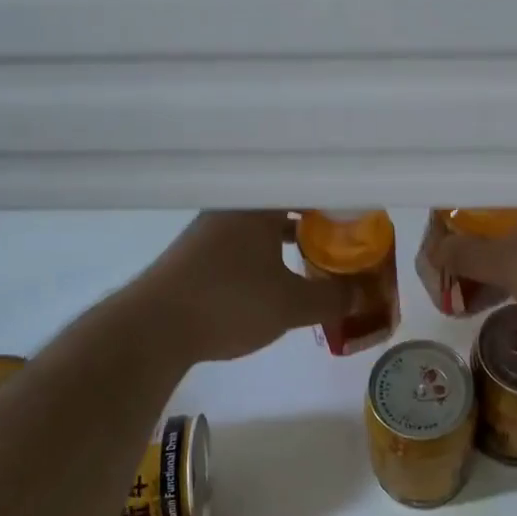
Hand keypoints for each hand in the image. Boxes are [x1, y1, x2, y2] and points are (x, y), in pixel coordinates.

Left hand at [126, 212, 355, 363]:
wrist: (152, 329)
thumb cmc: (228, 302)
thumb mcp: (290, 305)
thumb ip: (331, 297)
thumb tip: (364, 296)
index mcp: (258, 204)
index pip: (307, 186)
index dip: (337, 199)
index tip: (360, 214)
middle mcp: (233, 206)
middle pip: (285, 203)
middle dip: (317, 219)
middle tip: (345, 235)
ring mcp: (211, 229)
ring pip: (262, 224)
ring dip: (290, 237)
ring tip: (318, 254)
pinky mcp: (197, 253)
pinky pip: (244, 242)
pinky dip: (267, 252)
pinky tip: (277, 275)